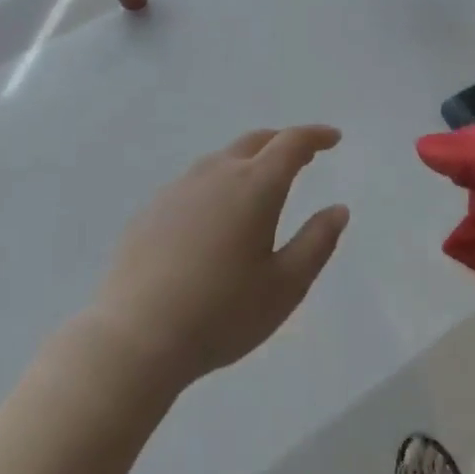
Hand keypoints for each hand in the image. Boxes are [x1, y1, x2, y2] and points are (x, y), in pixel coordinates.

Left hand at [86, 126, 348, 392]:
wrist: (136, 337)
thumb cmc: (222, 314)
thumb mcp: (285, 286)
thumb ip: (317, 242)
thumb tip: (338, 209)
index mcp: (254, 187)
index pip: (291, 143)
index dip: (316, 136)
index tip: (333, 138)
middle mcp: (216, 175)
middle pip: (255, 141)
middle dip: (283, 142)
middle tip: (304, 156)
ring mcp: (178, 189)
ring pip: (221, 160)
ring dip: (248, 161)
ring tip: (261, 184)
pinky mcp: (151, 210)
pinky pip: (194, 183)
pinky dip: (218, 184)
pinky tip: (215, 216)